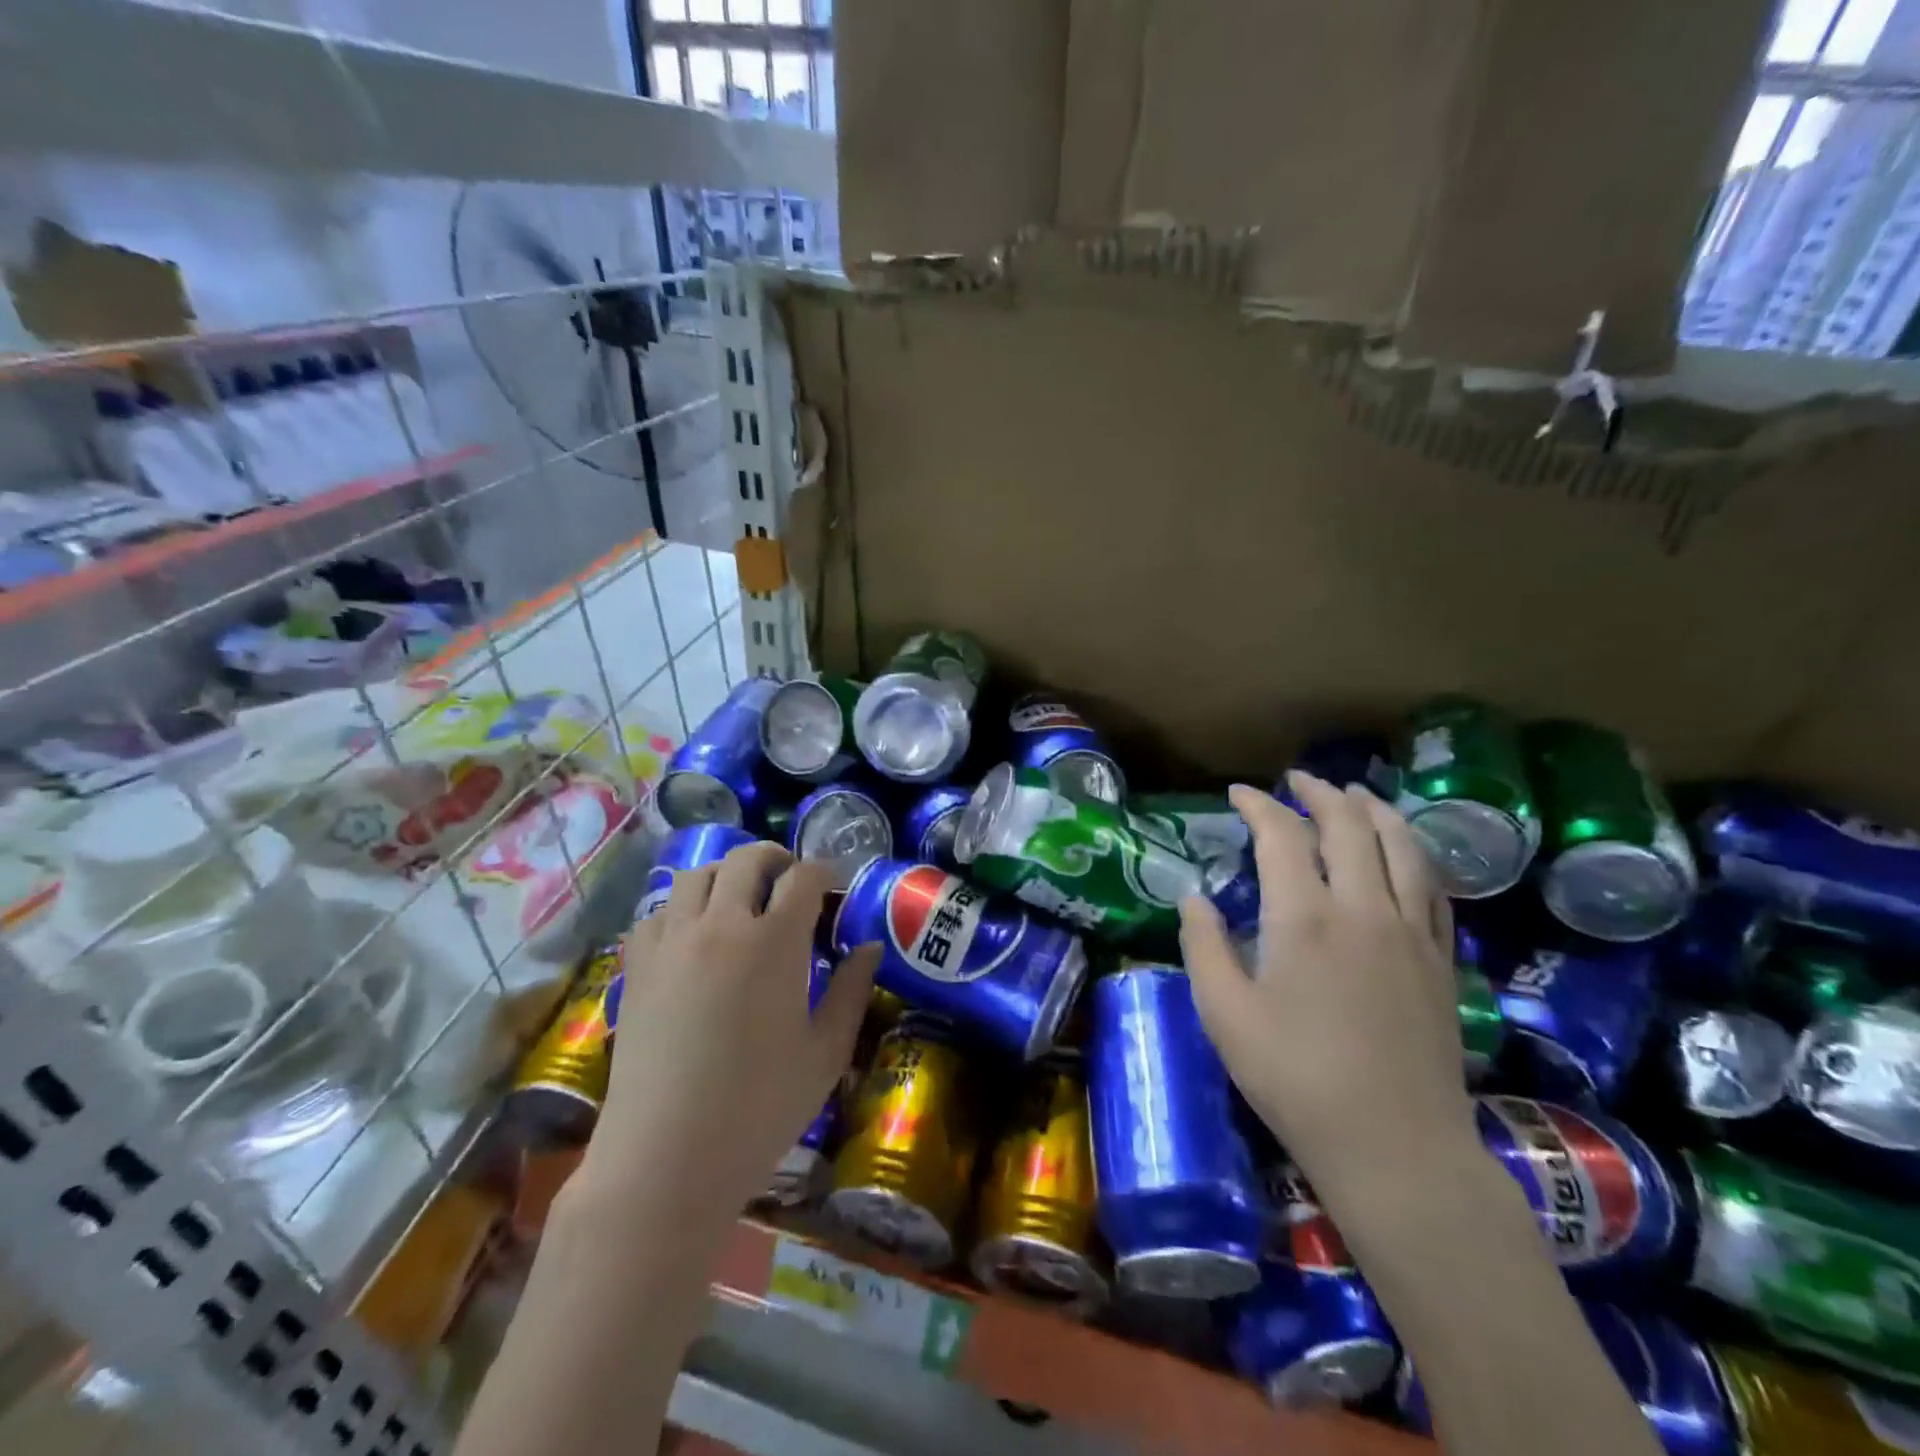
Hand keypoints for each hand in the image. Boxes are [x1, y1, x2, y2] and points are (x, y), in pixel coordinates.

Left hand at [577, 842, 879, 1224]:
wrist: (666, 1157)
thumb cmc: (760, 1108)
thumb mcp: (826, 1053)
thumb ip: (853, 991)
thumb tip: (869, 948)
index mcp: (774, 941)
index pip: (804, 877)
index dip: (823, 873)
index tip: (831, 887)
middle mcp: (721, 924)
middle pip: (747, 859)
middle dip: (775, 860)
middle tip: (789, 882)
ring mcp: (672, 941)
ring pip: (697, 874)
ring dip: (726, 876)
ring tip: (739, 902)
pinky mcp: (636, 965)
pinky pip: (659, 911)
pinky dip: (682, 907)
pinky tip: (694, 936)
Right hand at [1180, 774, 1474, 1197]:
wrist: (1395, 1148)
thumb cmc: (1294, 1079)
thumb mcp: (1224, 1014)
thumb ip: (1204, 946)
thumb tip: (1194, 897)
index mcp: (1304, 917)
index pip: (1283, 835)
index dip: (1259, 805)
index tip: (1238, 793)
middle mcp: (1364, 908)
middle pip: (1349, 826)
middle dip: (1320, 792)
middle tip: (1298, 779)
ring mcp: (1412, 933)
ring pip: (1402, 847)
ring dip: (1375, 811)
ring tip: (1356, 794)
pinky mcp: (1443, 961)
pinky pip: (1434, 889)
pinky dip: (1414, 855)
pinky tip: (1404, 853)